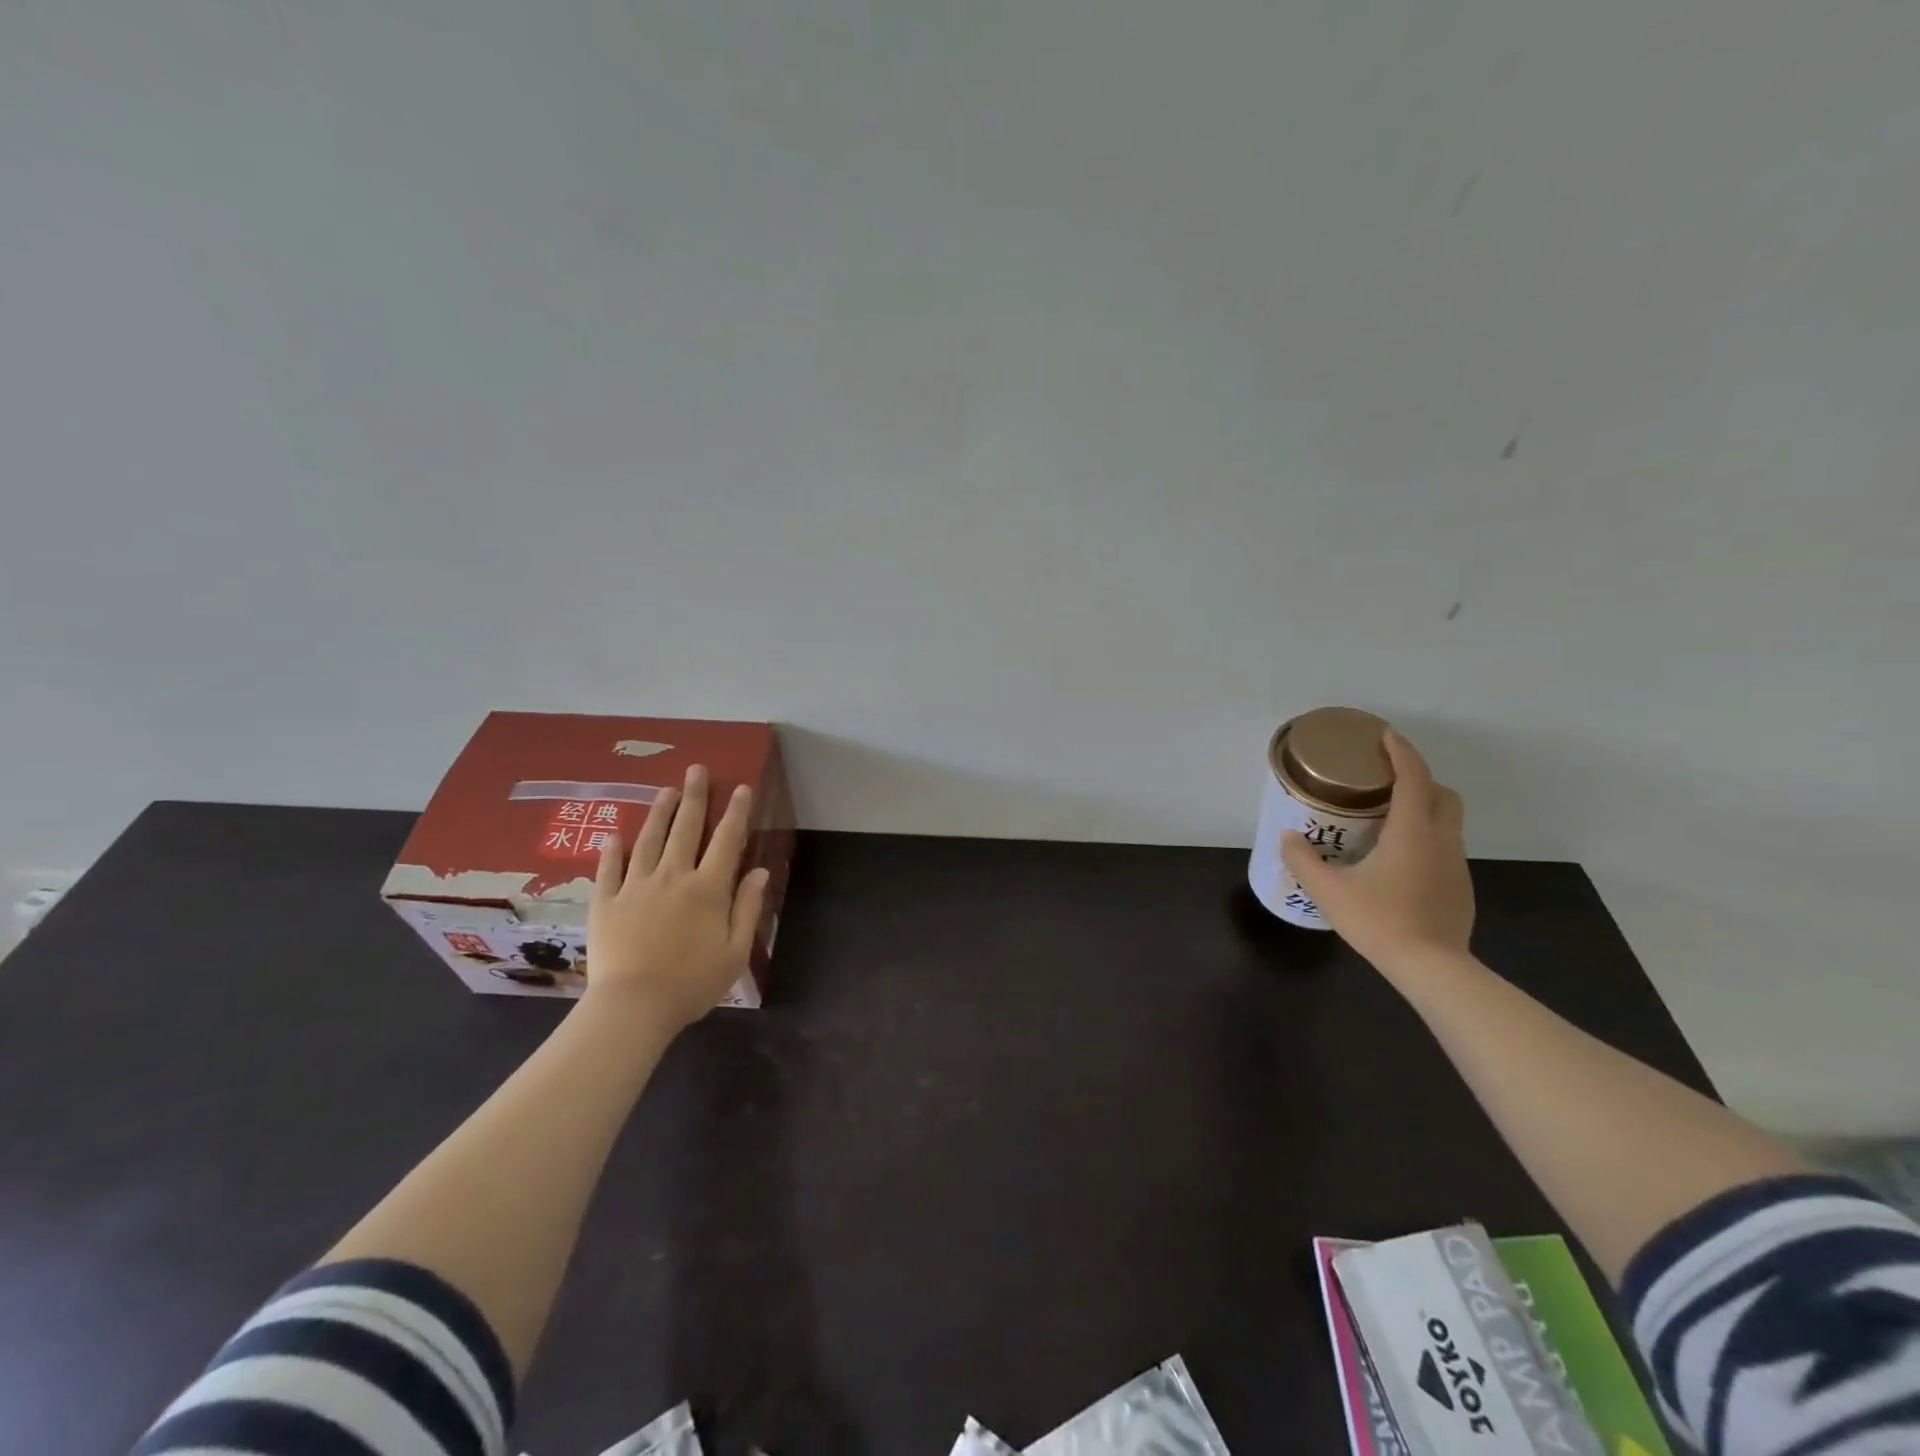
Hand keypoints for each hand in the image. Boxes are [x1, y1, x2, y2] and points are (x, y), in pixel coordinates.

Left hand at [584, 764, 768, 1031]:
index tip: (740, 787)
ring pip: (649, 840)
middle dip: (693, 797)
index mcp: (708, 889)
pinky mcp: (606, 902)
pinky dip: (612, 851)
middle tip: (695, 769)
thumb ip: (748, 908)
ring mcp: (635, 887)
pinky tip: (614, 836)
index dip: (735, 812)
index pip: (726, 840)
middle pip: (685, 829)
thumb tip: (760, 872)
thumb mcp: (735, 951)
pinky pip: (609, 869)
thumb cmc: (692, 983)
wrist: (633, 1007)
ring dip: (659, 813)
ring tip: (664, 791)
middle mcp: (673, 877)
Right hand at [1279, 730, 1472, 971]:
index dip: (1401, 752)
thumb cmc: (1380, 921)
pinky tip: (1399, 861)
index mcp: (1412, 832)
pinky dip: (1425, 838)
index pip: (1413, 777)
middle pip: (1441, 793)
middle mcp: (1441, 840)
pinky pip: (1445, 847)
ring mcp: (1456, 864)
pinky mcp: (1460, 887)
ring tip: (1387, 820)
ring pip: (1447, 821)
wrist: (1433, 968)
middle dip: (1418, 778)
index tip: (1384, 736)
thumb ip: (1304, 860)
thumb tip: (1288, 837)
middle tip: (1385, 782)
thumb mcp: (1329, 891)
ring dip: (1423, 808)